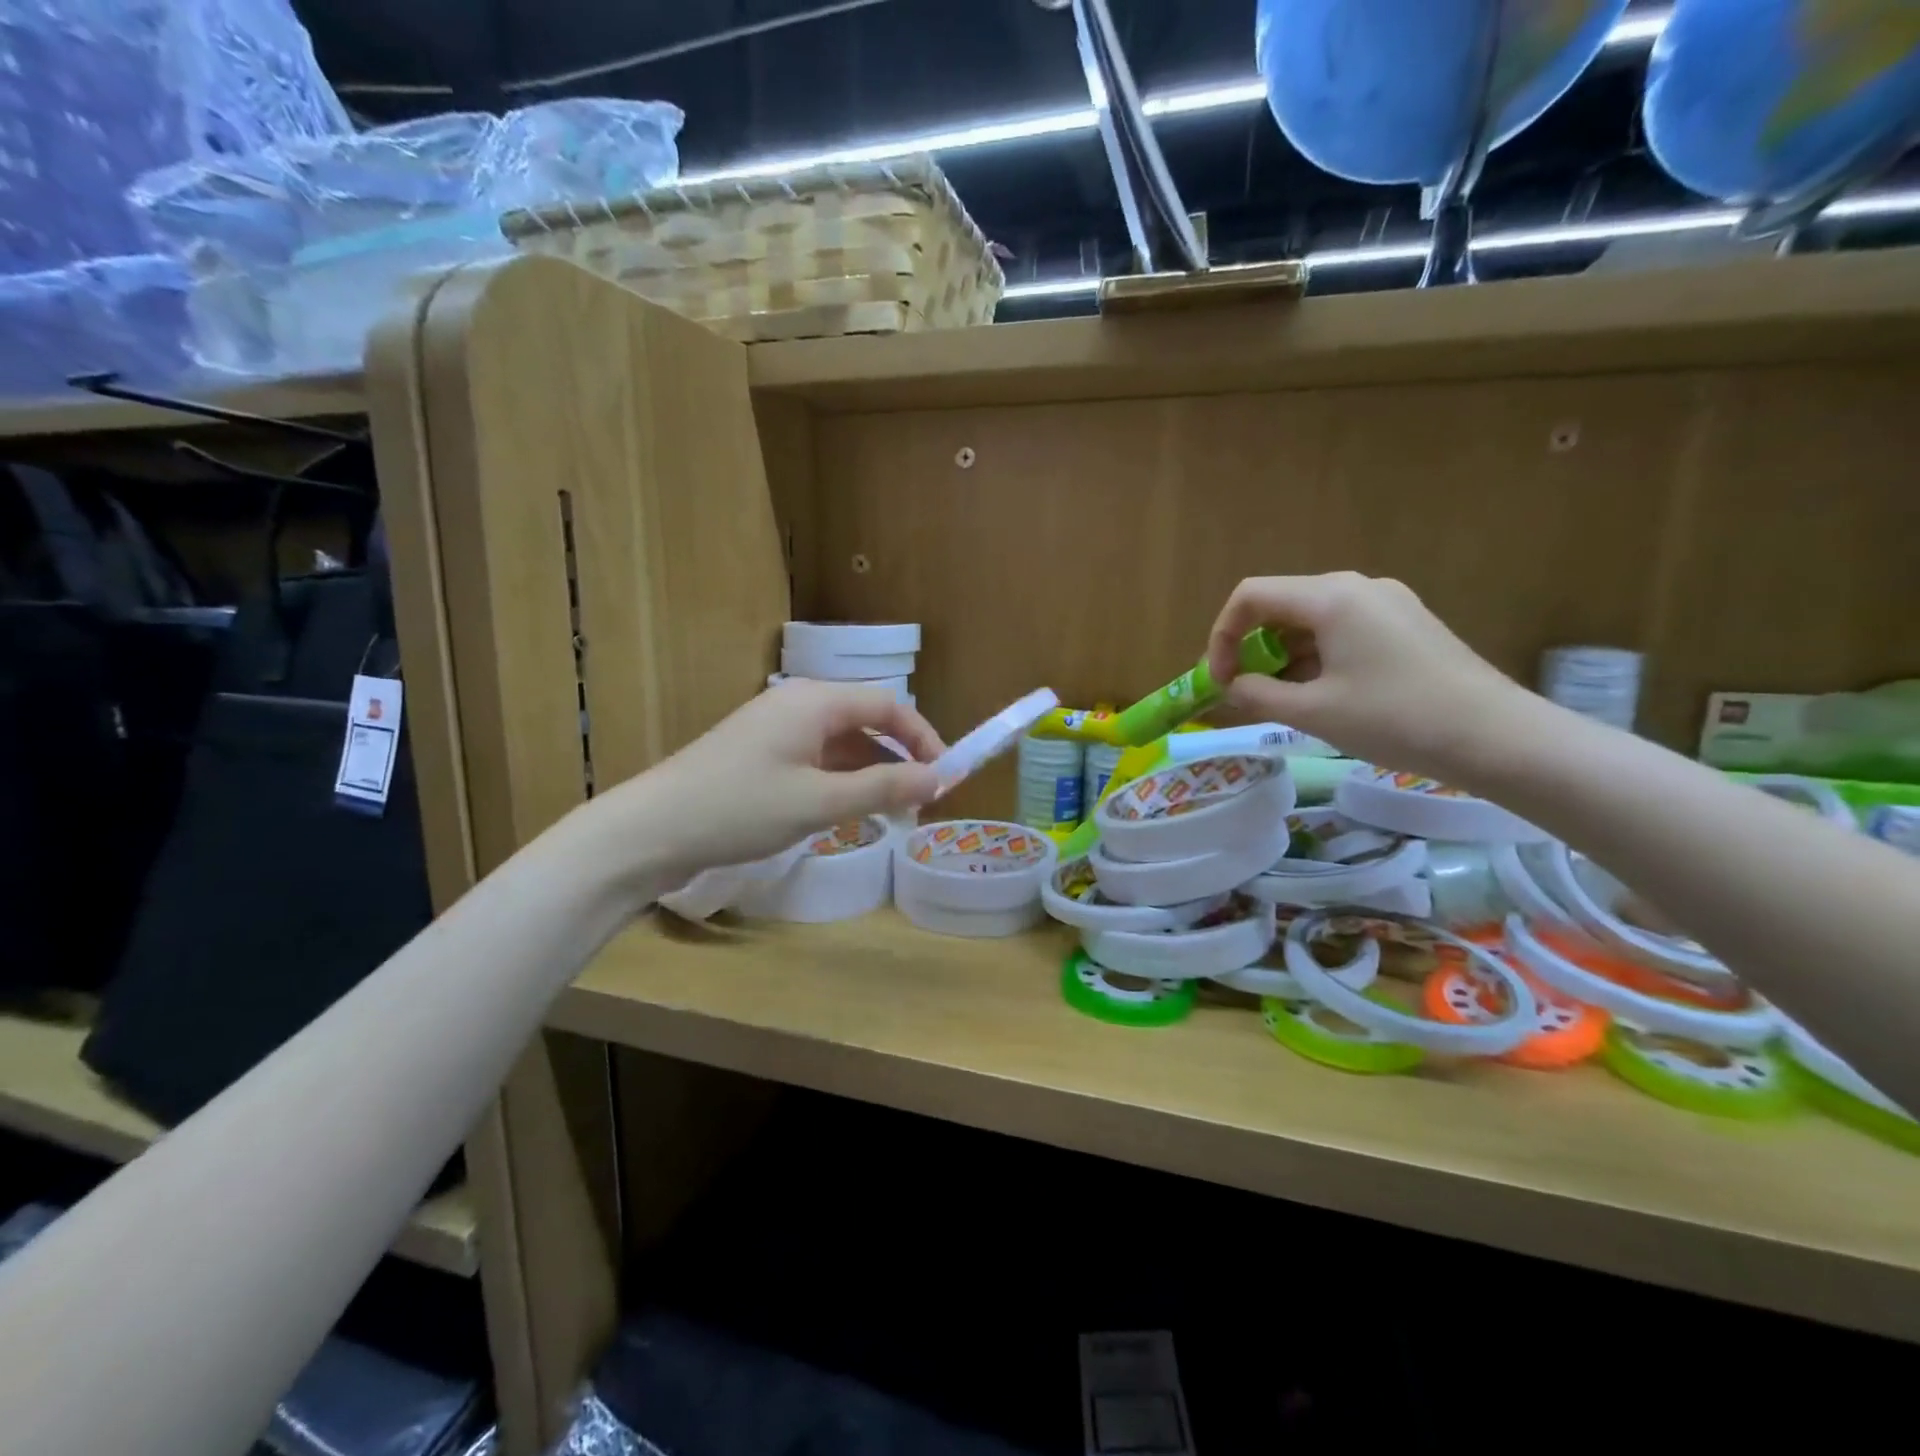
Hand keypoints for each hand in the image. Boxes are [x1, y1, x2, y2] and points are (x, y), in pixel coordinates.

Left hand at [591, 681, 945, 887]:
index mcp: (815, 701)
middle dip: (899, 759)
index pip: (888, 705)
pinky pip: (815, 759)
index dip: (924, 739)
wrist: (649, 830)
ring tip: (890, 815)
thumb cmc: (740, 808)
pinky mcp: (759, 755)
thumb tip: (941, 780)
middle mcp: (797, 704)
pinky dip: (840, 781)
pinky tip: (846, 812)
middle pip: (866, 722)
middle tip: (919, 804)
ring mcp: (774, 730)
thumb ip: (884, 788)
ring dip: (871, 774)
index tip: (945, 778)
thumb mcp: (820, 802)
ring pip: (841, 744)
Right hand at [1205, 572, 1525, 778]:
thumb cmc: (1395, 718)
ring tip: (1284, 701)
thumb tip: (1232, 687)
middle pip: (1281, 605)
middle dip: (1253, 648)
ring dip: (1285, 657)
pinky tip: (1323, 695)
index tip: (1221, 681)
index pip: (1251, 596)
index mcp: (1331, 597)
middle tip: (1247, 692)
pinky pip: (1343, 630)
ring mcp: (1387, 603)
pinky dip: (1317, 658)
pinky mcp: (1406, 624)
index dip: (1222, 636)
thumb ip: (1258, 695)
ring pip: (1312, 620)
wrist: (1497, 737)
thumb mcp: (1313, 712)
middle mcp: (1358, 587)